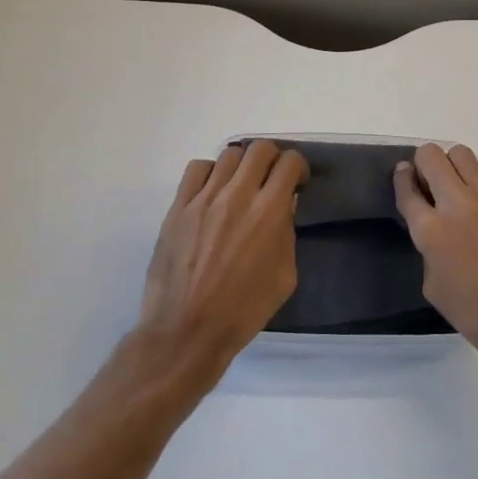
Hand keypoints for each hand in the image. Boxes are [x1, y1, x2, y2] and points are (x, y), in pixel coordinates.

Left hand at [138, 141, 309, 367]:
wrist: (188, 330)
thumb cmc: (244, 310)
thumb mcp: (285, 276)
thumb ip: (287, 235)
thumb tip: (283, 210)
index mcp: (269, 213)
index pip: (289, 163)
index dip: (298, 167)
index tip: (297, 182)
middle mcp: (237, 196)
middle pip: (259, 149)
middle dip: (273, 158)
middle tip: (271, 179)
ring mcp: (204, 198)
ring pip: (228, 155)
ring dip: (242, 166)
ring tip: (240, 186)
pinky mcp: (178, 207)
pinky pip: (197, 169)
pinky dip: (211, 173)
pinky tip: (212, 192)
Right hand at [392, 143, 477, 363]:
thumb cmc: (476, 314)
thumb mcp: (433, 286)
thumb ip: (428, 248)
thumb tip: (434, 228)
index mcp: (431, 231)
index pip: (407, 189)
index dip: (401, 178)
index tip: (403, 174)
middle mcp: (458, 205)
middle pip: (432, 157)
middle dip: (424, 163)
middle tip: (429, 178)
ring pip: (463, 155)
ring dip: (454, 165)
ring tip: (459, 183)